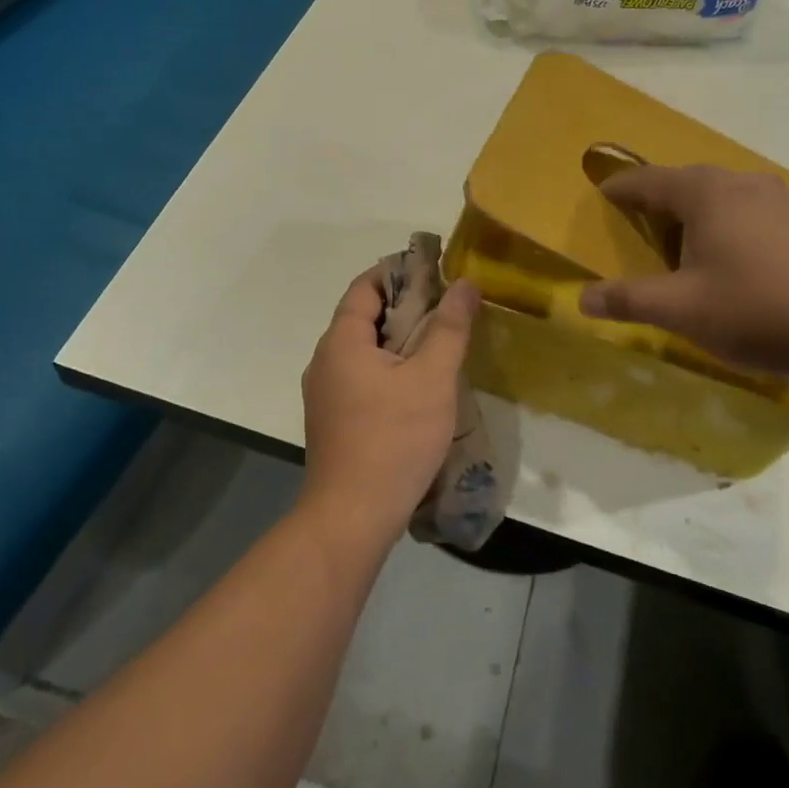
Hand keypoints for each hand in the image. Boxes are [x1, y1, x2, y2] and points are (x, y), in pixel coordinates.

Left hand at [300, 267, 478, 546]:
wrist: (352, 516)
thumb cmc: (394, 439)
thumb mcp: (432, 378)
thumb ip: (449, 327)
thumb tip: (464, 283)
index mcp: (341, 341)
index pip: (365, 287)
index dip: (399, 272)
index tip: (436, 271)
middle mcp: (324, 361)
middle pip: (363, 317)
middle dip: (405, 306)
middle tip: (448, 308)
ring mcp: (324, 394)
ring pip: (363, 350)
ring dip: (398, 340)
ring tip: (439, 344)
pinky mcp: (332, 420)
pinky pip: (360, 377)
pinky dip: (388, 368)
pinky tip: (417, 386)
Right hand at [579, 164, 788, 379]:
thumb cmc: (754, 309)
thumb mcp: (681, 309)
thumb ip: (628, 300)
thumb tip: (582, 299)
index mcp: (705, 193)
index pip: (648, 181)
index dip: (620, 188)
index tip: (601, 195)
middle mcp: (742, 182)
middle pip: (686, 182)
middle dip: (658, 198)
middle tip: (638, 221)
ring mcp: (780, 198)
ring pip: (722, 194)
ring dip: (696, 210)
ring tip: (683, 239)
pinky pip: (750, 209)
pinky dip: (728, 222)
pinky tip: (733, 254)